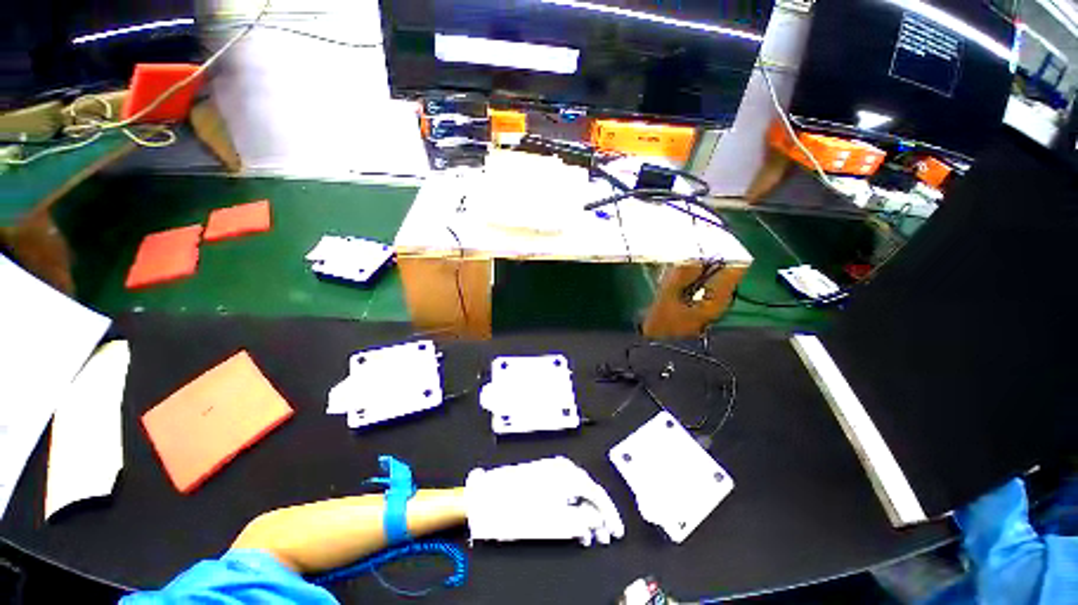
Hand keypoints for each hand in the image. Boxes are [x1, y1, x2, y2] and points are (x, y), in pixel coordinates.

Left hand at [464, 457, 624, 546]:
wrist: (488, 496)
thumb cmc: (520, 508)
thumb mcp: (556, 519)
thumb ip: (582, 518)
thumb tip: (597, 518)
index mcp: (569, 474)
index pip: (598, 493)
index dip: (610, 515)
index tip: (616, 531)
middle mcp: (562, 467)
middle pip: (588, 491)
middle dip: (598, 515)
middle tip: (604, 537)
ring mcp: (551, 469)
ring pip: (576, 492)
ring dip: (585, 513)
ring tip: (589, 536)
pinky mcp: (541, 475)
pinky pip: (564, 490)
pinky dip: (571, 507)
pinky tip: (572, 523)